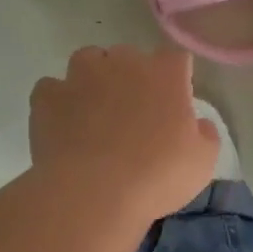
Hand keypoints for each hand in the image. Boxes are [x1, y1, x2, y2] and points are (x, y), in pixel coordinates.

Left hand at [29, 46, 218, 223]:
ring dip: (94, 79)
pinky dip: (59, 102)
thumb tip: (198, 123)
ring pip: (88, 61)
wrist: (93, 194)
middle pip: (130, 57)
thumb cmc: (157, 176)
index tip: (175, 104)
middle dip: (133, 78)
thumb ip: (205, 133)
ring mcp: (80, 76)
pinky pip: (53, 89)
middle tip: (135, 114)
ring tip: (96, 112)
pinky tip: (65, 126)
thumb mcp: (203, 161)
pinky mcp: (47, 96)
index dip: (176, 79)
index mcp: (165, 74)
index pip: (176, 59)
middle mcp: (122, 62)